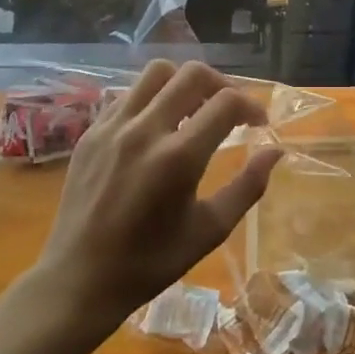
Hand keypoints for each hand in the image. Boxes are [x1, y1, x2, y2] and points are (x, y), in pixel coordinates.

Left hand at [33, 61, 280, 323]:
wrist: (79, 280)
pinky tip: (157, 128)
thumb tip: (275, 151)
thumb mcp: (210, 230)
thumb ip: (248, 186)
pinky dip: (152, 100)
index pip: (226, 102)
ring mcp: (113, 127)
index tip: (258, 124)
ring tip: (193, 111)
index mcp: (178, 157)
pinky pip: (129, 95)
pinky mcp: (91, 132)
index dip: (252, 106)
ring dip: (184, 84)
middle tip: (230, 111)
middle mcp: (145, 130)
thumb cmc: (150, 262)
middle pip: (193, 74)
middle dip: (222, 85)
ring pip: (157, 73)